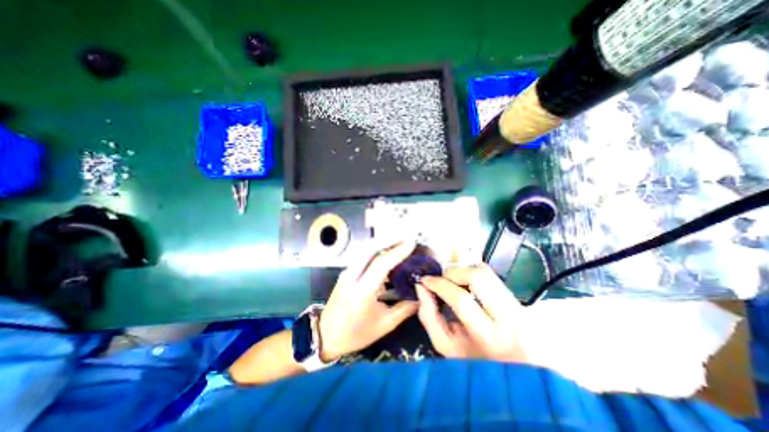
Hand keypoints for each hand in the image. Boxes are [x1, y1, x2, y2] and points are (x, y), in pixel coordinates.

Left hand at [318, 243, 417, 360]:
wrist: (326, 336)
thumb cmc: (356, 334)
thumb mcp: (384, 325)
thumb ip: (404, 309)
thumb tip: (421, 296)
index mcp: (362, 291)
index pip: (381, 263)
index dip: (397, 252)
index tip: (411, 243)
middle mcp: (352, 276)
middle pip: (370, 249)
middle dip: (389, 240)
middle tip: (406, 238)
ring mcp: (347, 272)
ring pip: (365, 250)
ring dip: (382, 243)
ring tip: (398, 242)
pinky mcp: (346, 272)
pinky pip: (362, 256)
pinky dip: (375, 250)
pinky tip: (385, 253)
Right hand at [415, 265, 529, 362]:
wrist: (514, 371)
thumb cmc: (475, 363)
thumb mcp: (446, 347)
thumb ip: (429, 317)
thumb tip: (421, 287)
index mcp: (490, 336)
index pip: (461, 298)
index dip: (439, 284)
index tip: (424, 281)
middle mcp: (510, 317)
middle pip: (477, 276)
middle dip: (452, 273)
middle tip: (441, 281)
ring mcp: (517, 305)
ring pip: (485, 271)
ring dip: (462, 271)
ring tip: (452, 282)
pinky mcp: (517, 298)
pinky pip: (491, 275)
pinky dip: (473, 273)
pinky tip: (466, 284)